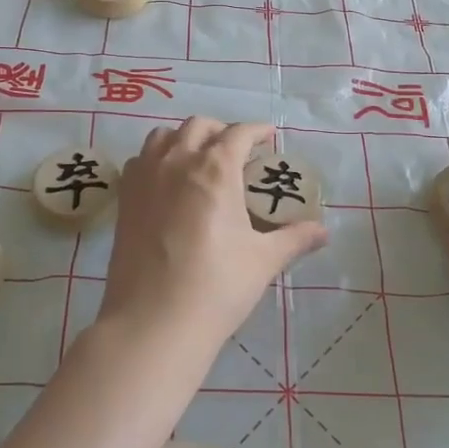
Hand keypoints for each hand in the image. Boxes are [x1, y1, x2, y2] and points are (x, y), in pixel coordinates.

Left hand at [101, 118, 327, 357]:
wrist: (153, 320)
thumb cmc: (216, 286)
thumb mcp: (263, 261)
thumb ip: (294, 239)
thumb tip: (323, 232)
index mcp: (215, 169)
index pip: (239, 133)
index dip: (257, 131)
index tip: (269, 137)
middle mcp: (178, 160)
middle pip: (199, 126)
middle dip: (222, 132)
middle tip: (238, 152)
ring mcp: (145, 176)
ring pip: (164, 136)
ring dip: (186, 139)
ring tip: (199, 160)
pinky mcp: (125, 197)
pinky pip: (140, 160)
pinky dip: (157, 158)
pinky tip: (167, 182)